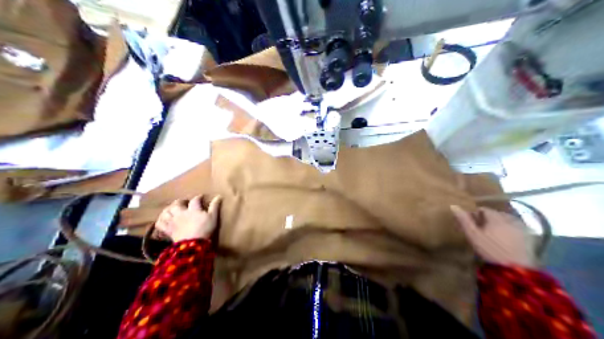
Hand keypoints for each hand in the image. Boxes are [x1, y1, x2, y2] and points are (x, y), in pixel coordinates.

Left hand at [155, 194, 220, 242]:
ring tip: (172, 209)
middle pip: (177, 203)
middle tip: (184, 202)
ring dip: (168, 209)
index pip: (195, 200)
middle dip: (180, 201)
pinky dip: (160, 221)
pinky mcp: (168, 230)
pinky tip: (163, 220)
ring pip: (166, 212)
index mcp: (193, 209)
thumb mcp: (213, 217)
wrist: (193, 244)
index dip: (198, 197)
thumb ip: (214, 206)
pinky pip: (160, 224)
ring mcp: (173, 221)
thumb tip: (218, 196)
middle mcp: (181, 213)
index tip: (201, 197)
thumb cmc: (205, 229)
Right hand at [451, 205, 534, 268]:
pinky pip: (518, 229)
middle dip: (490, 220)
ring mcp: (522, 227)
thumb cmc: (491, 250)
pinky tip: (508, 241)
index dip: (476, 215)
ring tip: (495, 236)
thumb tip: (453, 205)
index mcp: (495, 217)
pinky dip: (512, 231)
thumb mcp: (473, 236)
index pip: (484, 209)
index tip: (472, 225)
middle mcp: (510, 218)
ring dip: (501, 225)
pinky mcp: (530, 237)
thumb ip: (464, 220)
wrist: (516, 269)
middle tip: (483, 231)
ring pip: (508, 221)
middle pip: (496, 214)